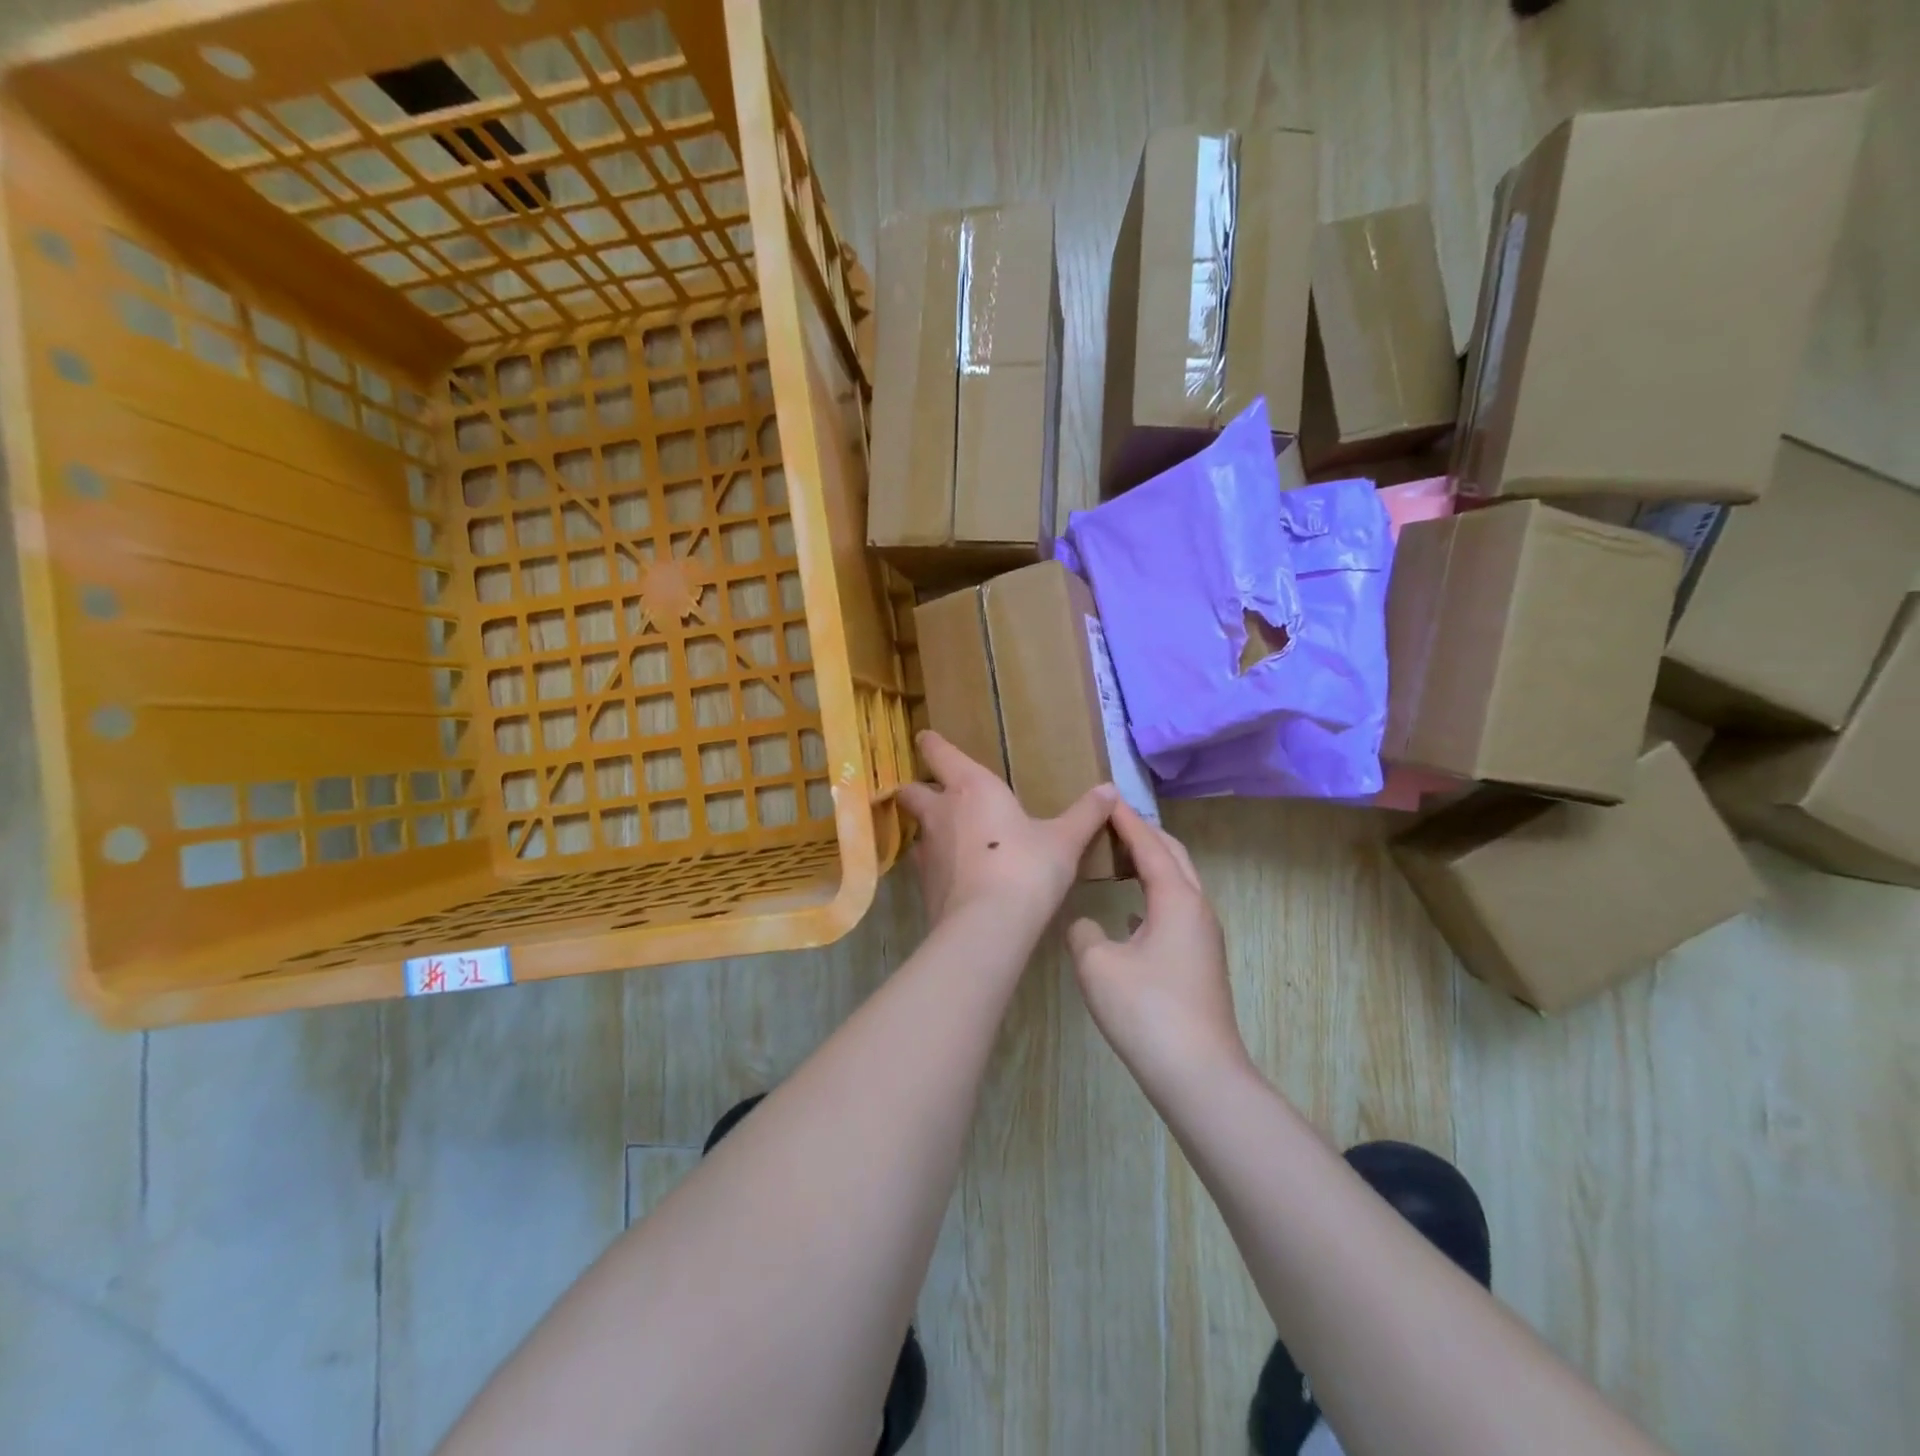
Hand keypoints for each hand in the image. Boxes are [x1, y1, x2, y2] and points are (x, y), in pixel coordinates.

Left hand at [896, 730, 1117, 928]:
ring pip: (916, 829)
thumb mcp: (1064, 840)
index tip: (924, 737)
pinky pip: (924, 865)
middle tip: (934, 794)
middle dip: (918, 789)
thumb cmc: (1028, 867)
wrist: (988, 925)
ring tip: (948, 837)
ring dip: (927, 829)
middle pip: (911, 791)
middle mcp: (941, 812)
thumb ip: (1086, 814)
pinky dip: (936, 865)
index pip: (938, 753)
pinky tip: (955, 875)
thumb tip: (1110, 789)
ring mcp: (927, 850)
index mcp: (971, 787)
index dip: (930, 744)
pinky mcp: (923, 885)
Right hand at [1068, 805, 1249, 1094]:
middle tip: (1112, 821)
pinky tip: (1129, 913)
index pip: (1149, 845)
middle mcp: (1197, 909)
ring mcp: (1203, 938)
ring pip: (1178, 884)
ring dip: (1151, 864)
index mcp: (1176, 899)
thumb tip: (1086, 925)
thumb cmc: (1146, 1010)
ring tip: (1117, 858)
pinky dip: (1152, 896)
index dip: (1126, 820)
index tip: (1106, 796)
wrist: (1198, 1074)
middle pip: (1174, 856)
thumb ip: (1083, 932)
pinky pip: (1175, 911)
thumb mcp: (1097, 965)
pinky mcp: (1200, 962)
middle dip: (1145, 834)